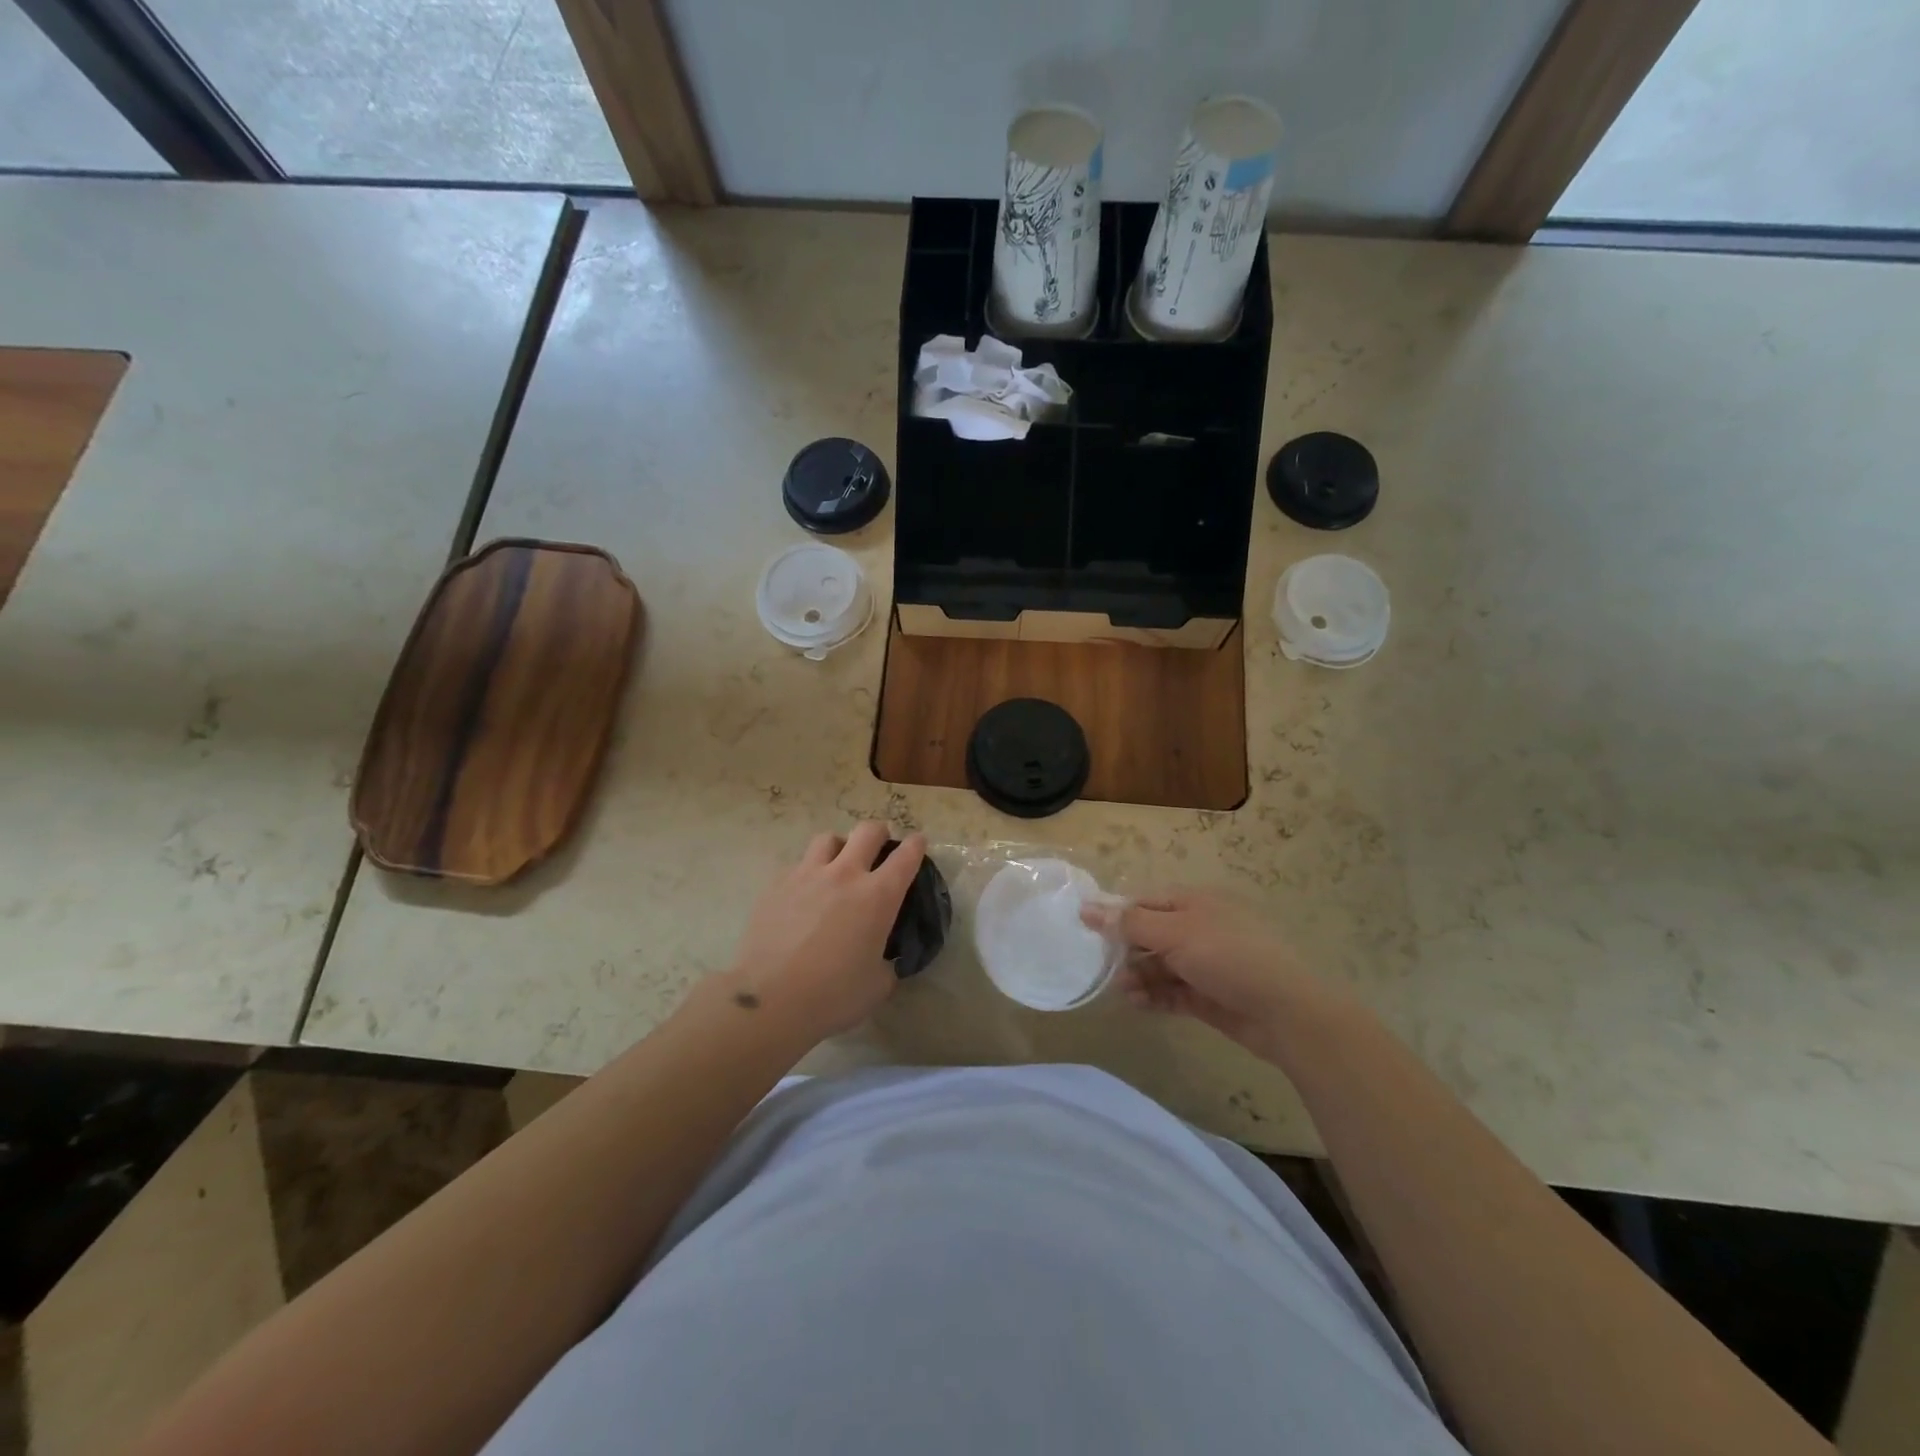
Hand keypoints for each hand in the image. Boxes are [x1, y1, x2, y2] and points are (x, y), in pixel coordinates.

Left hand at [724, 823, 927, 1041]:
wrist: (770, 998)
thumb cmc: (833, 995)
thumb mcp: (877, 985)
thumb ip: (888, 963)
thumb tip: (884, 959)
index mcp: (878, 896)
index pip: (906, 856)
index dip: (916, 845)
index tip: (918, 843)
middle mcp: (845, 875)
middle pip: (868, 832)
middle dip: (880, 834)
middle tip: (880, 847)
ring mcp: (808, 875)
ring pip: (829, 839)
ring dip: (840, 846)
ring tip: (838, 863)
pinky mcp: (777, 884)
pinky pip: (798, 864)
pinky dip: (808, 871)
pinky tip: (804, 892)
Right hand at [1082, 889, 1316, 1057]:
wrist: (1286, 1012)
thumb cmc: (1228, 957)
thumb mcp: (1175, 933)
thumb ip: (1130, 922)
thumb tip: (1088, 907)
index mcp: (1196, 903)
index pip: (1146, 902)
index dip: (1117, 913)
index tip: (1088, 929)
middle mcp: (1200, 928)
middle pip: (1151, 934)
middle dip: (1126, 949)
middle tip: (1102, 965)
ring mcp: (1207, 964)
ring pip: (1160, 965)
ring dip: (1138, 975)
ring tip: (1122, 990)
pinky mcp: (1210, 996)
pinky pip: (1173, 991)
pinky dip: (1154, 996)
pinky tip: (1137, 1004)